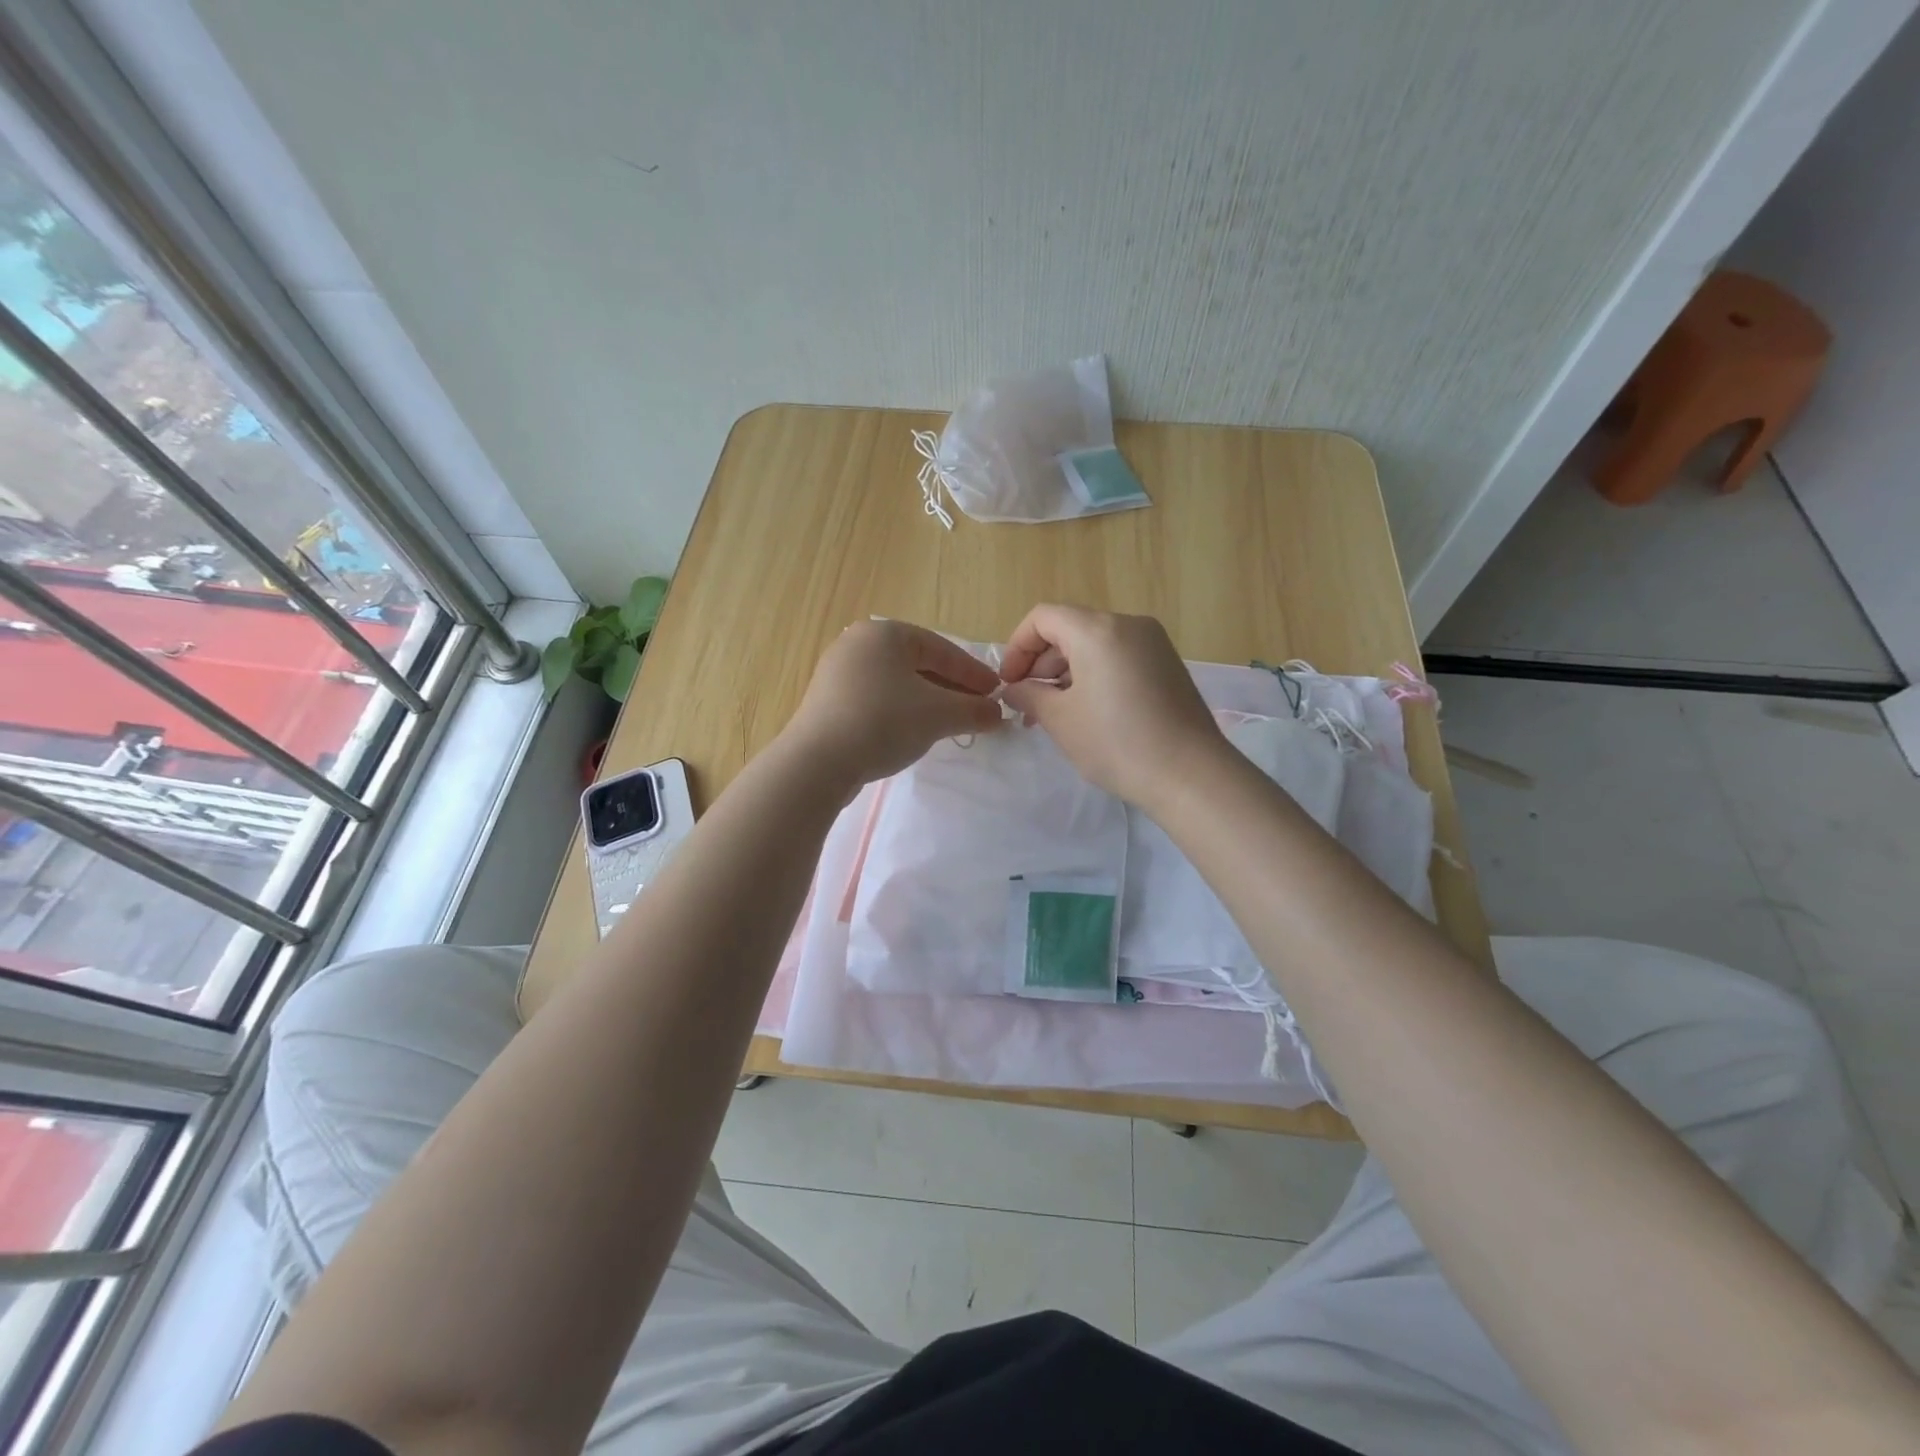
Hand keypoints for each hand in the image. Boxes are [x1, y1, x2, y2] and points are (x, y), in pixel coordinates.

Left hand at [783, 618, 1004, 791]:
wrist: (818, 762)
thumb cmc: (884, 722)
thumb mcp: (939, 715)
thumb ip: (974, 710)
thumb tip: (998, 714)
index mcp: (884, 633)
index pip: (941, 649)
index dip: (973, 673)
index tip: (996, 693)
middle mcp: (857, 644)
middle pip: (918, 664)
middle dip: (951, 688)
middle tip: (977, 709)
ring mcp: (837, 673)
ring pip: (896, 683)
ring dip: (927, 701)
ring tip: (949, 723)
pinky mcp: (827, 702)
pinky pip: (875, 699)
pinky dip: (900, 711)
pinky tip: (912, 732)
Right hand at [999, 604, 1224, 805]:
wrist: (1191, 775)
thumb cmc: (1117, 743)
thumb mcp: (1061, 720)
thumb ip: (1029, 695)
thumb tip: (1014, 689)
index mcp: (1098, 630)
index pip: (1043, 617)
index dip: (1017, 647)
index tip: (1009, 684)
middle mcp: (1128, 624)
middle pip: (1070, 628)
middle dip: (1041, 663)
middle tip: (1028, 705)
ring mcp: (1154, 643)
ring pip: (1094, 644)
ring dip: (1066, 672)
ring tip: (1054, 714)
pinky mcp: (1168, 665)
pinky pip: (1119, 657)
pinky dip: (1094, 675)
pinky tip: (1088, 712)